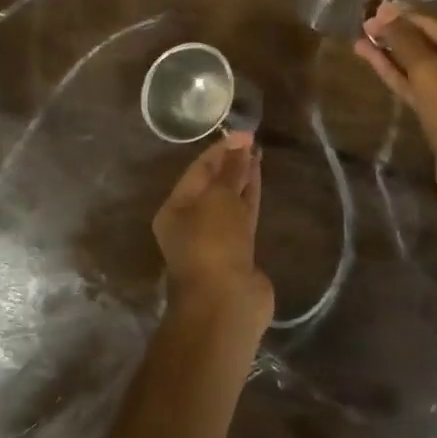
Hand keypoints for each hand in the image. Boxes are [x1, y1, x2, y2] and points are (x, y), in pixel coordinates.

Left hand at [152, 133, 270, 312]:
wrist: (226, 304)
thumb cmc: (212, 244)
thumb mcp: (220, 199)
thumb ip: (231, 170)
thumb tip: (240, 143)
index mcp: (175, 209)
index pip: (199, 170)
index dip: (222, 149)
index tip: (246, 133)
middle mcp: (192, 223)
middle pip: (213, 185)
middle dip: (232, 163)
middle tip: (253, 141)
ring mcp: (216, 240)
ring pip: (230, 201)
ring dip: (243, 179)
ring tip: (259, 154)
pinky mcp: (239, 253)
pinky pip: (245, 218)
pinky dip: (251, 199)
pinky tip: (261, 182)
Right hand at [355, 3, 436, 229]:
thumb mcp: (429, 73)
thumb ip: (405, 40)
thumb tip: (384, 10)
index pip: (435, 25)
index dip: (403, 16)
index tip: (373, 9)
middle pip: (427, 44)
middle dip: (396, 34)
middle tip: (363, 24)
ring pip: (419, 67)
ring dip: (391, 55)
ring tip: (360, 40)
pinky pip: (416, 87)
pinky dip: (396, 75)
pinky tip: (373, 62)